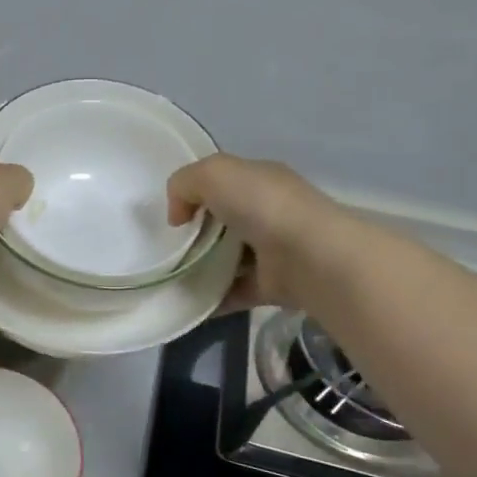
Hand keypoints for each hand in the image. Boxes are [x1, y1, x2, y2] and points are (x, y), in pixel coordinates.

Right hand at [167, 154, 348, 310]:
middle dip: (196, 234)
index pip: (224, 183)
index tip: (175, 217)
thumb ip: (185, 184)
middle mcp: (269, 213)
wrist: (308, 256)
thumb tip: (178, 217)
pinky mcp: (272, 285)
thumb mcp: (213, 174)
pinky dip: (212, 298)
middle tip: (167, 249)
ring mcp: (273, 251)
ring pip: (228, 258)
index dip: (196, 195)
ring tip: (171, 278)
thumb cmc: (261, 206)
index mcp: (261, 180)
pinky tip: (187, 302)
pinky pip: (234, 291)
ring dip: (202, 268)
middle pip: (224, 221)